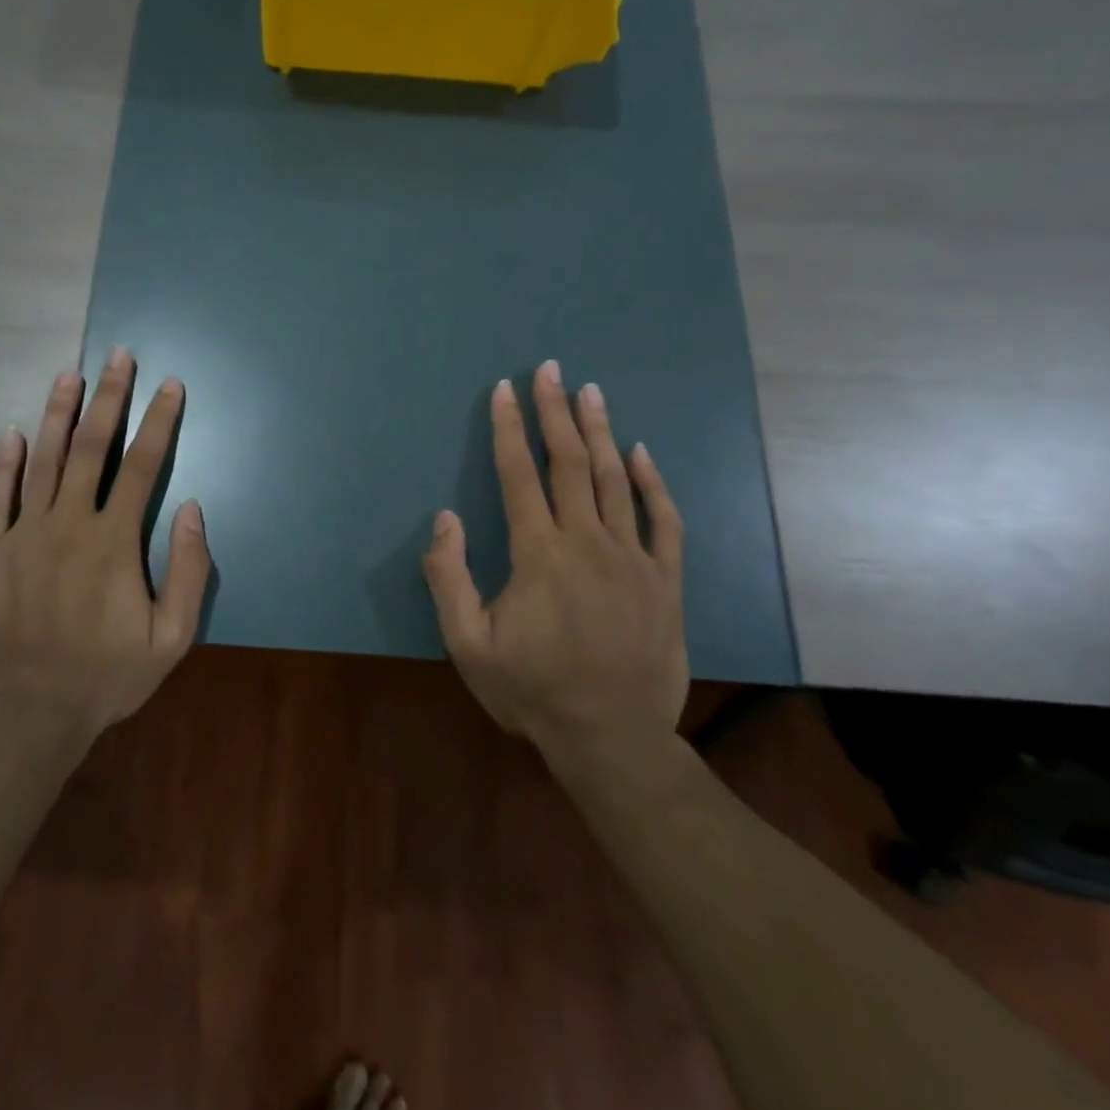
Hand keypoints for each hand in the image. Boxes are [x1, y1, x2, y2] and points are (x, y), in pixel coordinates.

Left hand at [0, 347, 211, 744]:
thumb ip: (188, 570)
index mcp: (114, 542)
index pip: (142, 466)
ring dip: (58, 413)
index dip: (159, 421)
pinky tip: (11, 434)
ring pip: (42, 461)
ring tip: (70, 375)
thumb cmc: (108, 676)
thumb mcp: (172, 637)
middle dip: (109, 397)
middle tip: (118, 356)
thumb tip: (191, 508)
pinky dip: (4, 464)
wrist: (31, 715)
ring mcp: (23, 536)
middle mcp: (68, 525)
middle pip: (90, 447)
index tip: (169, 385)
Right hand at [422, 361, 685, 753]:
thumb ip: (449, 577)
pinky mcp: (665, 580)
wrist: (612, 739)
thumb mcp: (467, 644)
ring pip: (614, 479)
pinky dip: (652, 483)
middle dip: (554, 412)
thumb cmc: (532, 690)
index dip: (508, 428)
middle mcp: (587, 541)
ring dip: (599, 431)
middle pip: (568, 462)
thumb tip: (445, 517)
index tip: (504, 390)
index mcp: (538, 553)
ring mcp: (633, 558)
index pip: (518, 474)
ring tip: (590, 391)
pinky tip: (641, 453)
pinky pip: (663, 520)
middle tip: (549, 370)